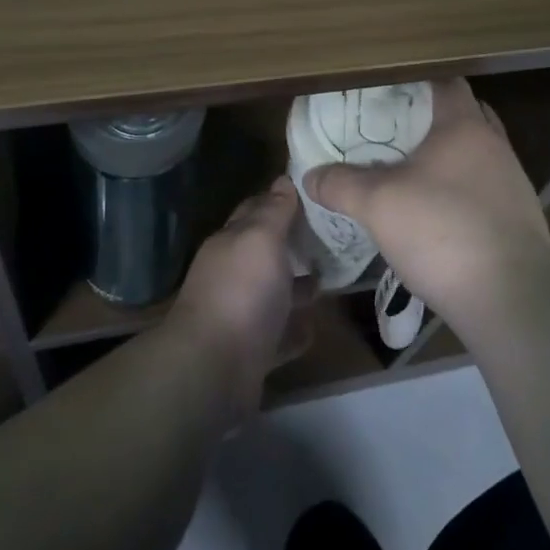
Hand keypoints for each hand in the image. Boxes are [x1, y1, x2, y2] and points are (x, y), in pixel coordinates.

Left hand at [169, 177, 308, 420]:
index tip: (316, 192)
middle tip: (336, 236)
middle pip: (266, 252)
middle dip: (294, 244)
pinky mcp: (251, 352)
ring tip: (331, 279)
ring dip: (297, 287)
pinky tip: (316, 326)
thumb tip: (283, 180)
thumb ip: (274, 211)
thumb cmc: (242, 292)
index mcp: (231, 242)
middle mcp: (232, 274)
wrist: (213, 370)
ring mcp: (240, 315)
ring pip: (273, 294)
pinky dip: (295, 331)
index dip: (282, 198)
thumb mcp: (261, 239)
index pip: (256, 209)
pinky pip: (279, 336)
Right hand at [301, 79, 549, 332]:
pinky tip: (436, 213)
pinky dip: (461, 190)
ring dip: (448, 157)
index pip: (445, 83)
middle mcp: (495, 145)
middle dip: (431, 118)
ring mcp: (512, 183)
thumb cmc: (443, 231)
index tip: (386, 92)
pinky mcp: (520, 219)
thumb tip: (310, 176)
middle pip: (464, 115)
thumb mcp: (378, 204)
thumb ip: (341, 184)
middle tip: (393, 129)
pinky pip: (484, 189)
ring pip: (476, 154)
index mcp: (464, 126)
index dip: (416, 82)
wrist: (511, 299)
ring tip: (410, 170)